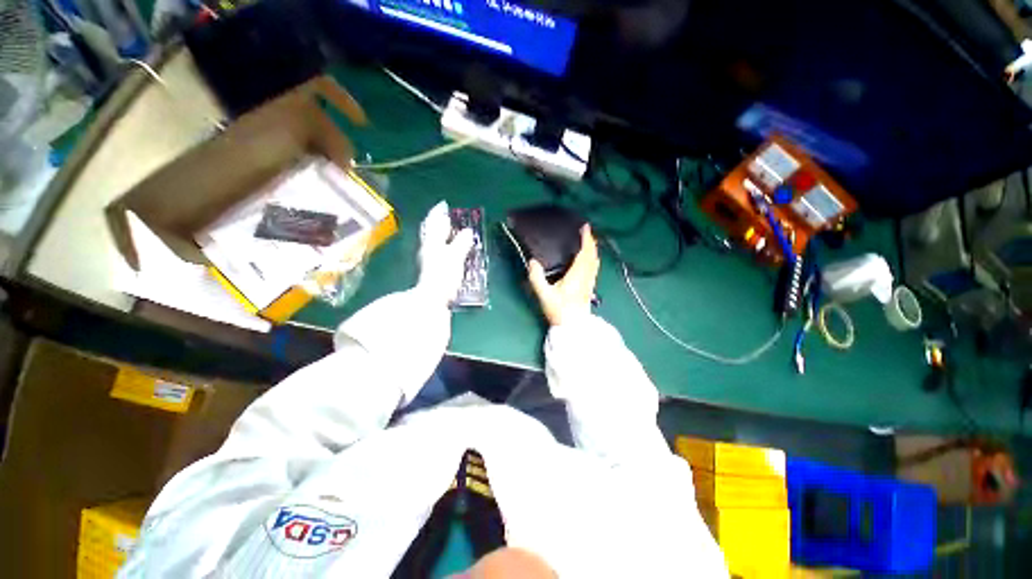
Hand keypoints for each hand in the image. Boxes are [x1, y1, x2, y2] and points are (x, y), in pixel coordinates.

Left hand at [418, 201, 473, 304]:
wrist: (432, 298)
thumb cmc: (443, 275)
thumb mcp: (455, 256)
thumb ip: (461, 243)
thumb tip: (467, 231)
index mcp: (432, 242)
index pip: (434, 222)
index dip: (438, 213)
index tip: (443, 205)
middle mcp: (428, 249)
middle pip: (432, 232)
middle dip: (439, 224)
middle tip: (448, 218)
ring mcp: (430, 261)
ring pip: (435, 243)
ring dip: (443, 236)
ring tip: (452, 233)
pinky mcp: (434, 271)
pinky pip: (440, 253)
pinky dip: (446, 248)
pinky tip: (453, 251)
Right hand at [528, 225, 598, 325]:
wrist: (573, 327)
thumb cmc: (559, 311)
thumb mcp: (544, 295)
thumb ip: (537, 278)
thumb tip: (532, 262)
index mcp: (577, 275)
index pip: (584, 253)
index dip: (586, 239)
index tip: (585, 227)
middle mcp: (586, 277)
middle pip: (592, 256)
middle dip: (590, 242)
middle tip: (586, 232)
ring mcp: (590, 283)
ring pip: (595, 262)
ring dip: (593, 250)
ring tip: (588, 242)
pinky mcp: (590, 288)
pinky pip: (594, 268)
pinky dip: (593, 259)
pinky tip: (589, 260)